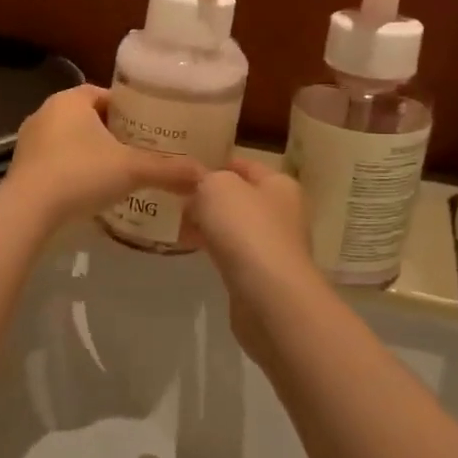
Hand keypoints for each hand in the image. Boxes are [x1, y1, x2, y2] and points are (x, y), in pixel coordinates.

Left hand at [1, 85, 204, 224]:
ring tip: (117, 173)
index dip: (128, 109)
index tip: (148, 127)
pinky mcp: (21, 168)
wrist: (28, 211)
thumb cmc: (80, 175)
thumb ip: (168, 170)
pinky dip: (72, 171)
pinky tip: (89, 191)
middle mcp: (46, 113)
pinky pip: (55, 162)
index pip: (104, 94)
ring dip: (90, 153)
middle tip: (138, 151)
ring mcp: (29, 141)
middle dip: (111, 133)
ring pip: (69, 140)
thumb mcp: (131, 170)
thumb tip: (205, 175)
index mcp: (70, 100)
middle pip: (87, 117)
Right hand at [189, 158, 317, 362]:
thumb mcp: (218, 186)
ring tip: (176, 221)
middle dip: (209, 196)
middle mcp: (282, 212)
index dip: (217, 162)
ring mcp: (273, 246)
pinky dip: (212, 247)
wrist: (267, 294)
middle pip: (240, 197)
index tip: (186, 167)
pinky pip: (231, 252)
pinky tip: (190, 247)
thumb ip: (206, 179)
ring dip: (208, 223)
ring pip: (234, 226)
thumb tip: (200, 189)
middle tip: (175, 195)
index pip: (246, 165)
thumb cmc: (246, 228)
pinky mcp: (261, 275)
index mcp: (280, 184)